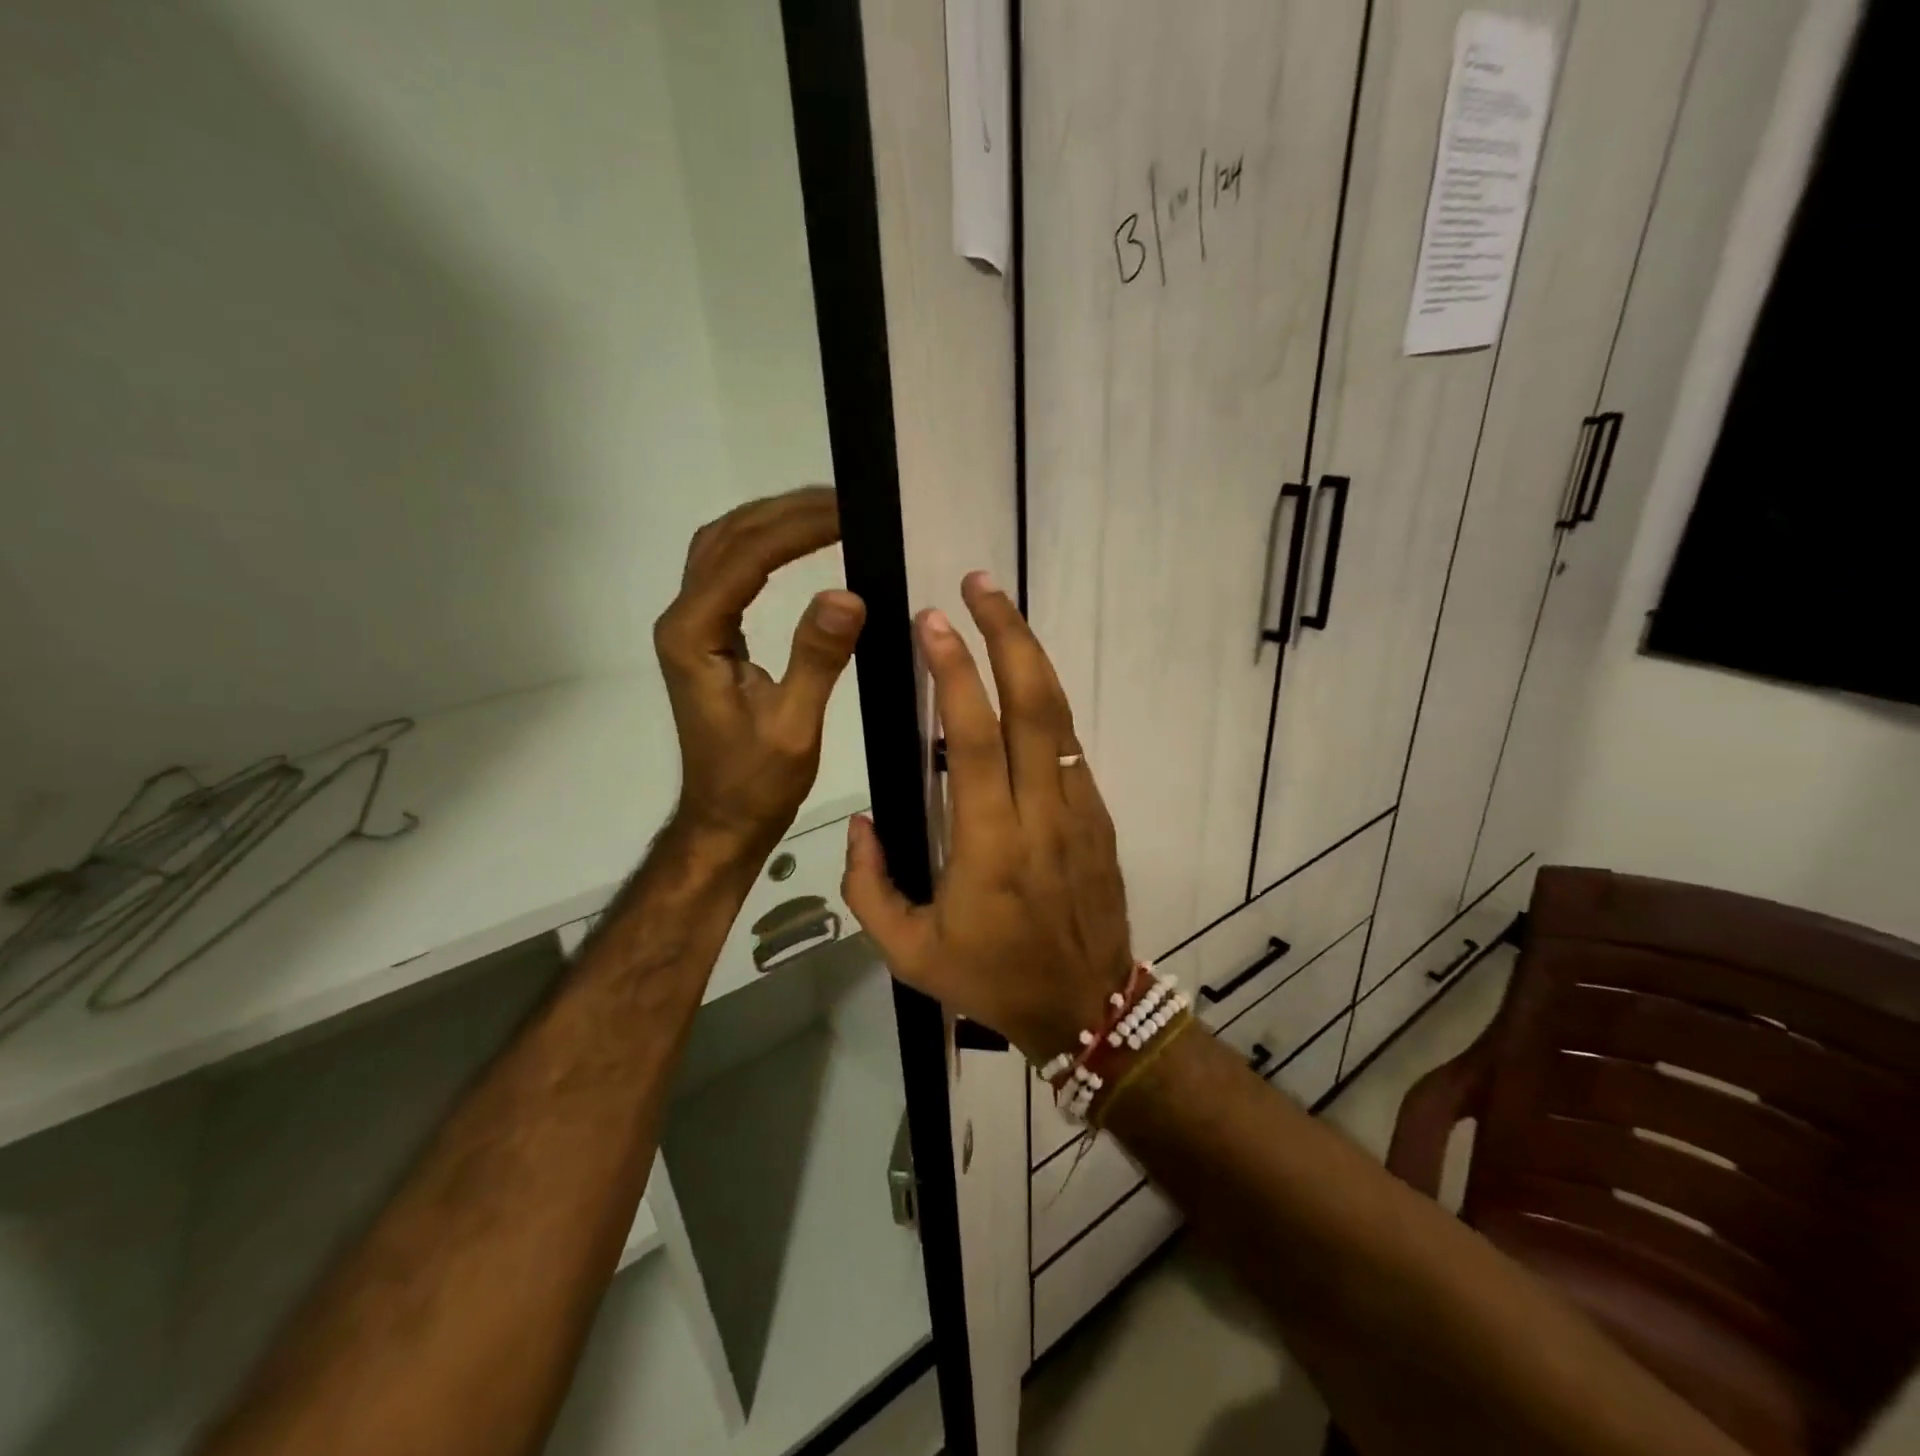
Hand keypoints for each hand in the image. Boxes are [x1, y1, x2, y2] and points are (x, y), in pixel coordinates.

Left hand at [654, 487, 865, 862]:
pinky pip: (731, 572)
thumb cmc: (756, 783)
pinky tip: (799, 545)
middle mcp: (683, 619)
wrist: (724, 818)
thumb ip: (816, 658)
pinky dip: (765, 547)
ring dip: (771, 522)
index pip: (744, 558)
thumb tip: (848, 593)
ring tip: (828, 511)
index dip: (797, 529)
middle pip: (726, 538)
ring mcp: (692, 626)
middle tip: (845, 500)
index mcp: (694, 635)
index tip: (849, 511)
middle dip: (784, 512)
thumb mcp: (793, 727)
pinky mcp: (708, 636)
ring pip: (723, 548)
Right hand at [840, 572, 1133, 1061]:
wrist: (1086, 1009)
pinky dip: (1044, 704)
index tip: (933, 622)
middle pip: (1033, 706)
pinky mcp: (1099, 816)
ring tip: (1000, 611)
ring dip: (1031, 656)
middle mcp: (1041, 814)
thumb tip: (862, 823)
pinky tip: (1020, 682)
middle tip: (980, 584)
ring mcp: (1080, 811)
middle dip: (1007, 635)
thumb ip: (869, 886)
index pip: (975, 740)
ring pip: (1059, 717)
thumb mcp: (908, 953)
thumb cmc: (991, 980)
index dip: (954, 674)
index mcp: (990, 845)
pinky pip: (1068, 747)